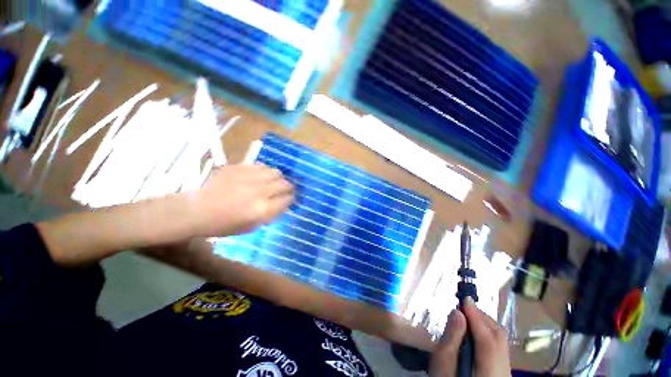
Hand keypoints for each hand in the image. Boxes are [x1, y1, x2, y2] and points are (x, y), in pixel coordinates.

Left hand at [189, 164, 293, 236]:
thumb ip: (270, 215)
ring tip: (274, 181)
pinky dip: (265, 171)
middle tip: (285, 190)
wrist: (196, 211)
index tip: (291, 199)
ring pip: (275, 172)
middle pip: (284, 184)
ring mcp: (249, 178)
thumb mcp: (251, 227)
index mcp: (262, 209)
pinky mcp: (238, 168)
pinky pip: (261, 166)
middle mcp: (260, 191)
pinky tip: (260, 176)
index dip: (291, 199)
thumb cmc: (223, 225)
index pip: (287, 199)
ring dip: (278, 178)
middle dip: (289, 187)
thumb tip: (283, 205)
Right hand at [428, 298, 510, 376]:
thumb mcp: (443, 363)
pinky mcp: (502, 371)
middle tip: (463, 307)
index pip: (487, 339)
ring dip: (484, 324)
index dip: (476, 317)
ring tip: (467, 317)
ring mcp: (505, 371)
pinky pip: (499, 347)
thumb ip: (451, 338)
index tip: (465, 298)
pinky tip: (474, 333)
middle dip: (481, 318)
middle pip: (499, 338)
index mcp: (488, 371)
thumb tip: (458, 312)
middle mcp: (503, 370)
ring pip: (501, 341)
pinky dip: (487, 334)